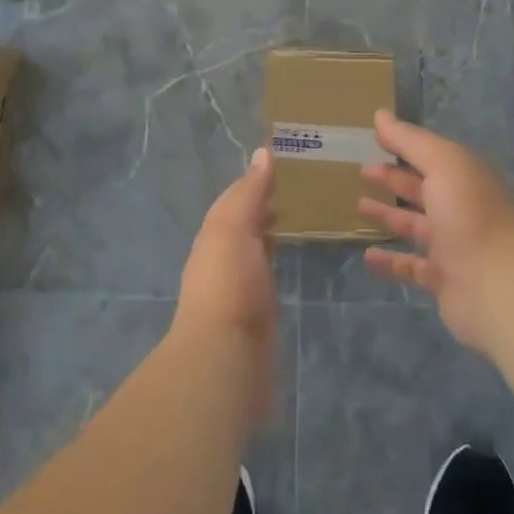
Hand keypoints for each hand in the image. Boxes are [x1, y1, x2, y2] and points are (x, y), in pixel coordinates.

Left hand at [174, 148, 279, 414]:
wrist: (225, 359)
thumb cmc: (228, 285)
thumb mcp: (233, 229)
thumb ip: (248, 194)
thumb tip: (262, 154)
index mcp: (214, 235)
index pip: (234, 199)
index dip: (254, 182)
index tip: (282, 164)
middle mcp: (222, 258)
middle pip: (243, 223)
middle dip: (262, 205)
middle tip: (297, 186)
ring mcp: (239, 287)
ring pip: (254, 249)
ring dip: (269, 231)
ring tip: (299, 214)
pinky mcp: (257, 313)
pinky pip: (266, 275)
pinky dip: (276, 259)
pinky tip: (291, 257)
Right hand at [361, 111, 513, 352]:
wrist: (498, 286)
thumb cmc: (469, 215)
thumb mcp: (441, 164)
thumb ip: (409, 140)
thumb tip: (380, 115)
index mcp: (463, 177)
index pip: (430, 155)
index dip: (403, 145)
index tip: (374, 139)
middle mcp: (459, 208)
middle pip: (421, 188)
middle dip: (394, 178)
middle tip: (362, 170)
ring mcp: (452, 245)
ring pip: (414, 226)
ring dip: (388, 215)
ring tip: (359, 206)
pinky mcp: (443, 279)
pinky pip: (411, 267)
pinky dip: (390, 261)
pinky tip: (367, 256)